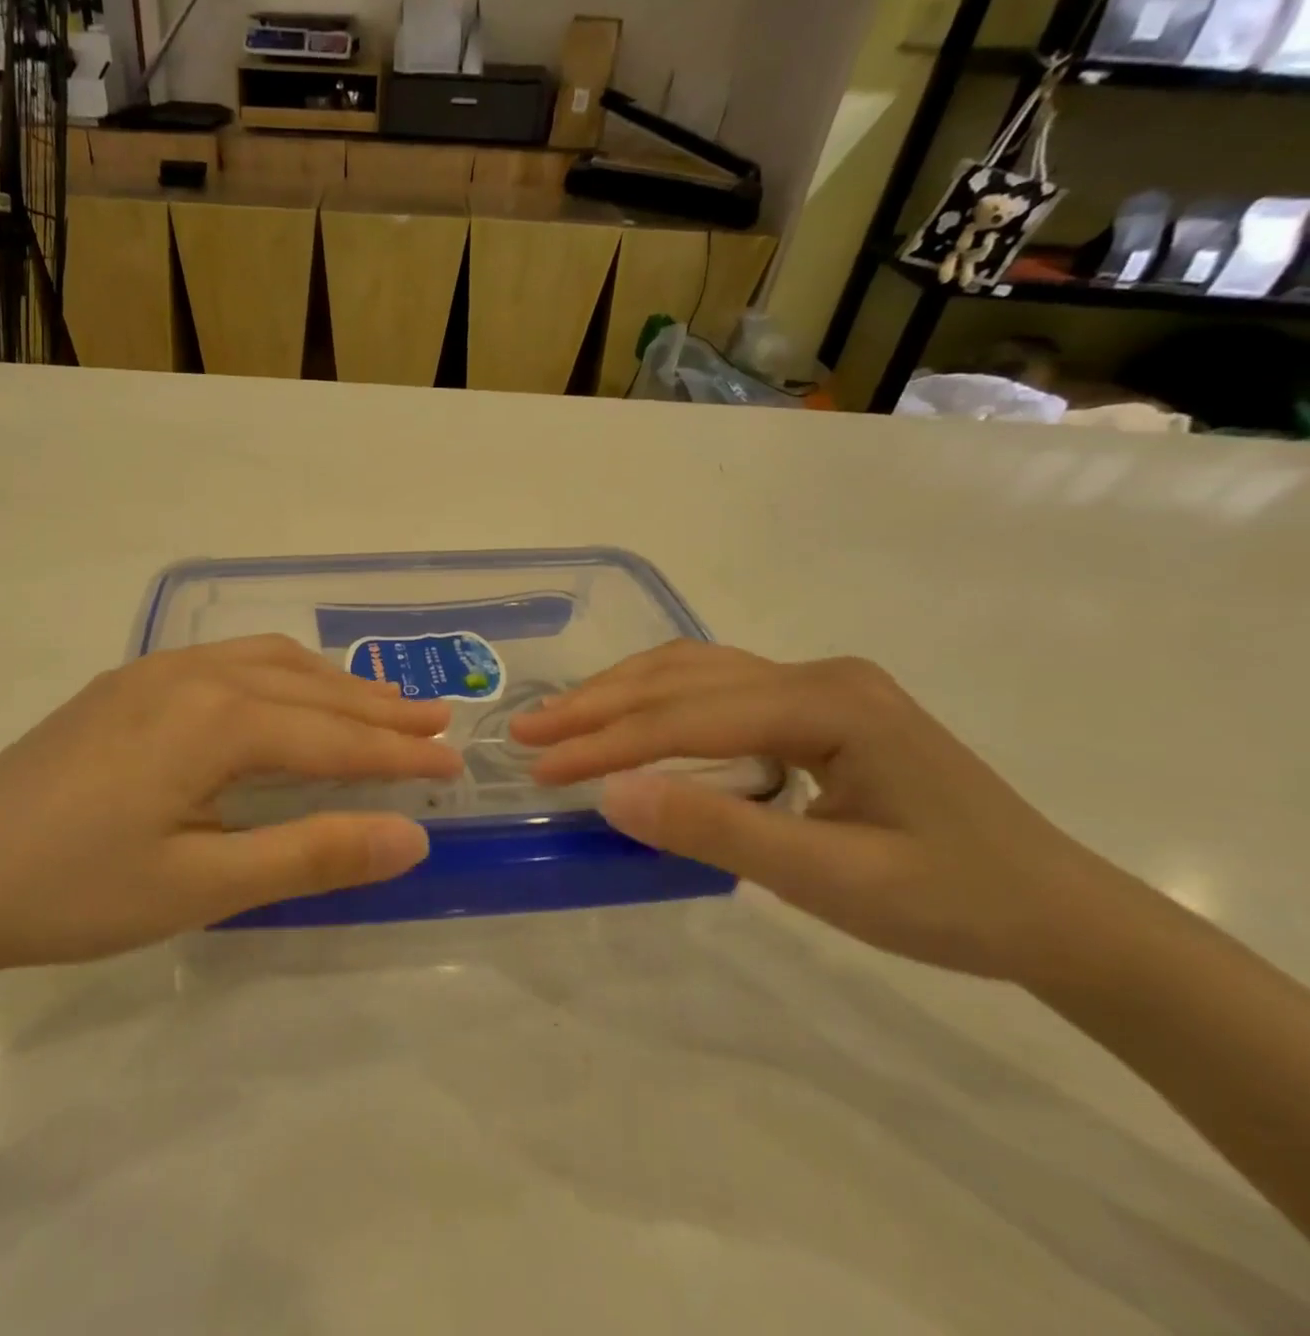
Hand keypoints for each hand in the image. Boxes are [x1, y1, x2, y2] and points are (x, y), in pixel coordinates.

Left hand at [0, 637, 462, 981]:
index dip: (398, 753)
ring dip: (328, 682)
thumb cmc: (73, 889)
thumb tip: (410, 836)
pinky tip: (279, 694)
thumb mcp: (202, 885)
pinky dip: (276, 673)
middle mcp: (192, 676)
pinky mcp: (123, 687)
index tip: (455, 763)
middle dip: (377, 706)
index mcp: (215, 720)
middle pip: (307, 686)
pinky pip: (224, 661)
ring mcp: (152, 674)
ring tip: (375, 701)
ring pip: (266, 662)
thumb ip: (309, 853)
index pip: (333, 736)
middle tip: (436, 720)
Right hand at [511, 642, 1124, 981]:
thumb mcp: (831, 879)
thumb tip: (612, 794)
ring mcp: (817, 683)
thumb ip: (717, 830)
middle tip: (526, 729)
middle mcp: (817, 673)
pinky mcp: (814, 705)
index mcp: (829, 702)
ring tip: (560, 717)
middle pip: (682, 677)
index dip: (607, 741)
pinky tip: (629, 716)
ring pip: (693, 671)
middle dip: (597, 704)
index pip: (689, 715)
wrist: (1059, 914)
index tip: (539, 765)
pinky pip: (716, 688)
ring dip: (620, 693)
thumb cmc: (954, 902)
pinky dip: (658, 701)